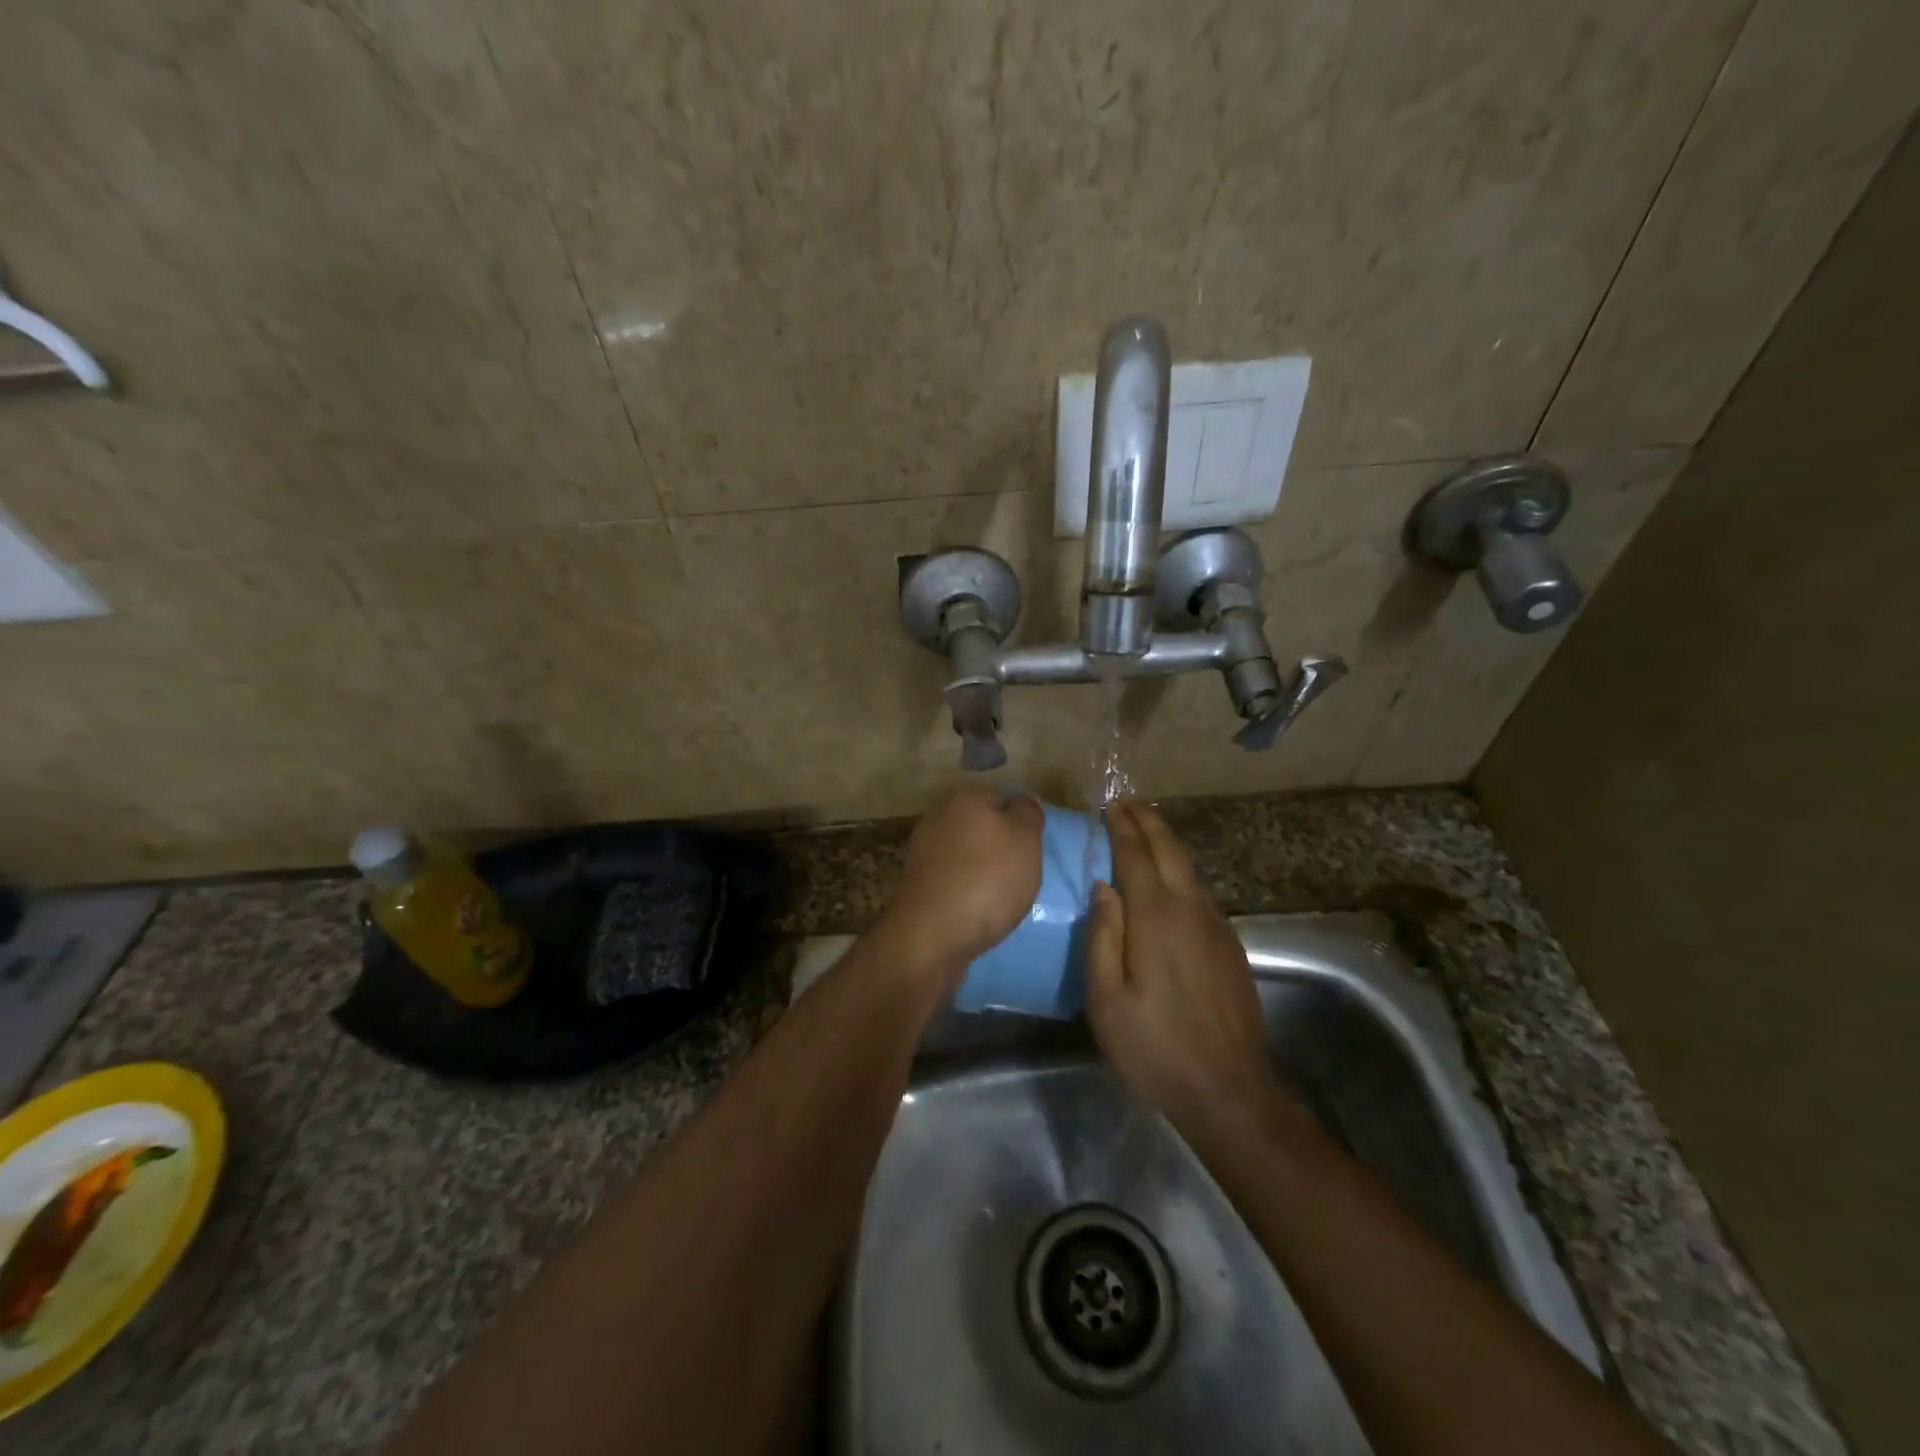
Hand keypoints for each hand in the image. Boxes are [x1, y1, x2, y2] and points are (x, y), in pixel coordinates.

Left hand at [875, 786, 1043, 984]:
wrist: (931, 935)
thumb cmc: (987, 880)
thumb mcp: (1025, 840)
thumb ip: (1028, 813)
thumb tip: (1022, 801)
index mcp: (965, 797)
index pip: (1003, 798)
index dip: (1022, 823)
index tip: (1032, 851)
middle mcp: (938, 815)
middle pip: (982, 826)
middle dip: (1001, 848)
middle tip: (1020, 875)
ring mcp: (922, 850)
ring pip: (966, 854)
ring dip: (983, 872)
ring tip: (1001, 898)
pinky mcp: (916, 883)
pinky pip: (952, 879)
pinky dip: (965, 891)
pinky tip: (977, 911)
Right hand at [1085, 802, 1273, 1128]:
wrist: (1228, 1089)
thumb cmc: (1154, 1046)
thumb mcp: (1107, 999)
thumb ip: (1102, 936)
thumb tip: (1103, 887)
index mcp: (1156, 918)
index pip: (1137, 857)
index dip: (1122, 829)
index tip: (1109, 808)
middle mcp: (1190, 911)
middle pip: (1171, 851)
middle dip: (1149, 822)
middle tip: (1127, 805)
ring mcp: (1216, 927)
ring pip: (1190, 869)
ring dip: (1167, 843)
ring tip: (1146, 830)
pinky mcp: (1230, 945)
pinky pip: (1201, 892)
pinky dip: (1182, 871)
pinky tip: (1172, 879)